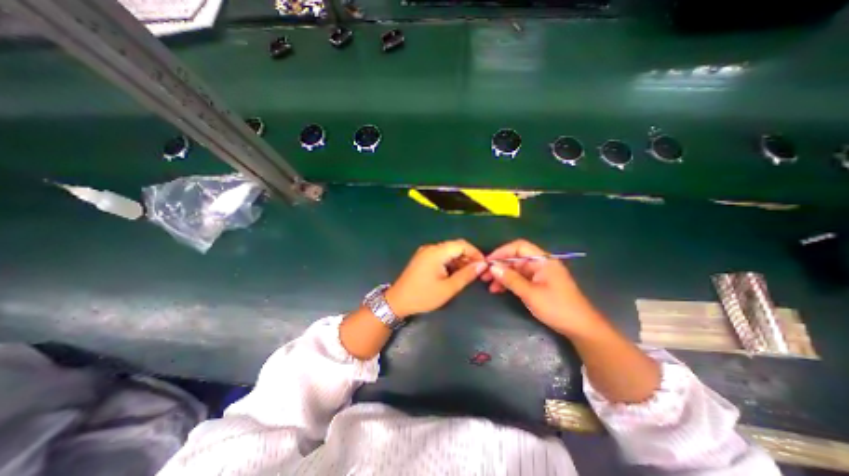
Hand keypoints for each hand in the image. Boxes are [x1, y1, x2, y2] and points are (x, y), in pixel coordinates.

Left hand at [385, 238, 484, 319]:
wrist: (397, 301)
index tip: (483, 265)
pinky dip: (450, 262)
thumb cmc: (423, 296)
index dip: (475, 253)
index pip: (461, 245)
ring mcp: (425, 252)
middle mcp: (431, 248)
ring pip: (448, 251)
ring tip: (467, 274)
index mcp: (436, 252)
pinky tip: (455, 273)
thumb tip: (482, 265)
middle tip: (477, 271)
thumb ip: (466, 275)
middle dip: (468, 257)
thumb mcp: (448, 288)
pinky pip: (441, 255)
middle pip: (455, 246)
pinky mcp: (423, 258)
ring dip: (459, 260)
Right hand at [484, 240, 602, 335]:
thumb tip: (492, 267)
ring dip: (502, 275)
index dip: (502, 251)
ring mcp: (540, 274)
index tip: (488, 262)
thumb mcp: (531, 294)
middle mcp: (541, 263)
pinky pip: (520, 278)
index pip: (519, 247)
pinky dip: (509, 282)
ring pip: (516, 269)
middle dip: (499, 265)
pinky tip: (498, 290)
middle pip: (516, 258)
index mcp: (543, 260)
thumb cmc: (557, 308)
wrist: (581, 328)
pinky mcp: (539, 283)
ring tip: (489, 285)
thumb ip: (511, 279)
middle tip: (484, 275)